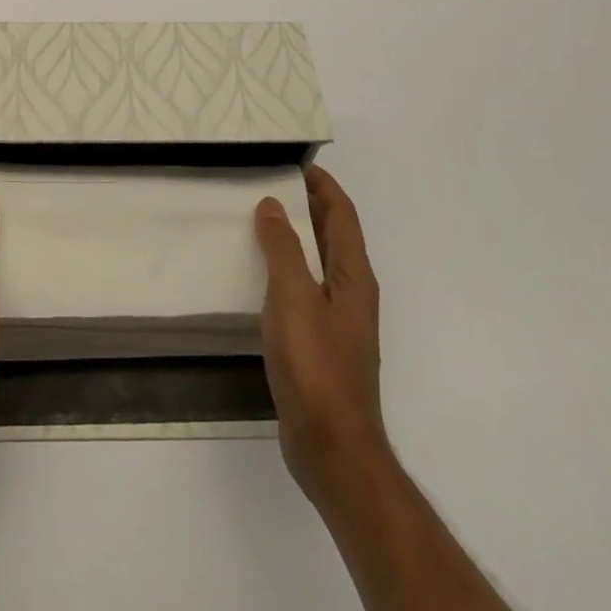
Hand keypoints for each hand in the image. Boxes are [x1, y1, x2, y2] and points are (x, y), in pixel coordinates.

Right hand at [255, 164, 389, 517]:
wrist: (332, 447)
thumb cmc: (315, 364)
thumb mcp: (293, 296)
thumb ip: (283, 247)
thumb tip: (273, 205)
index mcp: (353, 276)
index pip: (342, 215)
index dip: (323, 186)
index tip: (296, 163)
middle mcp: (351, 293)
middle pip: (333, 236)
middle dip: (307, 206)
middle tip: (267, 185)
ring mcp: (338, 321)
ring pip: (317, 263)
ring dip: (294, 238)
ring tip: (256, 221)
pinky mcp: (321, 345)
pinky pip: (304, 290)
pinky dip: (285, 270)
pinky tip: (258, 276)